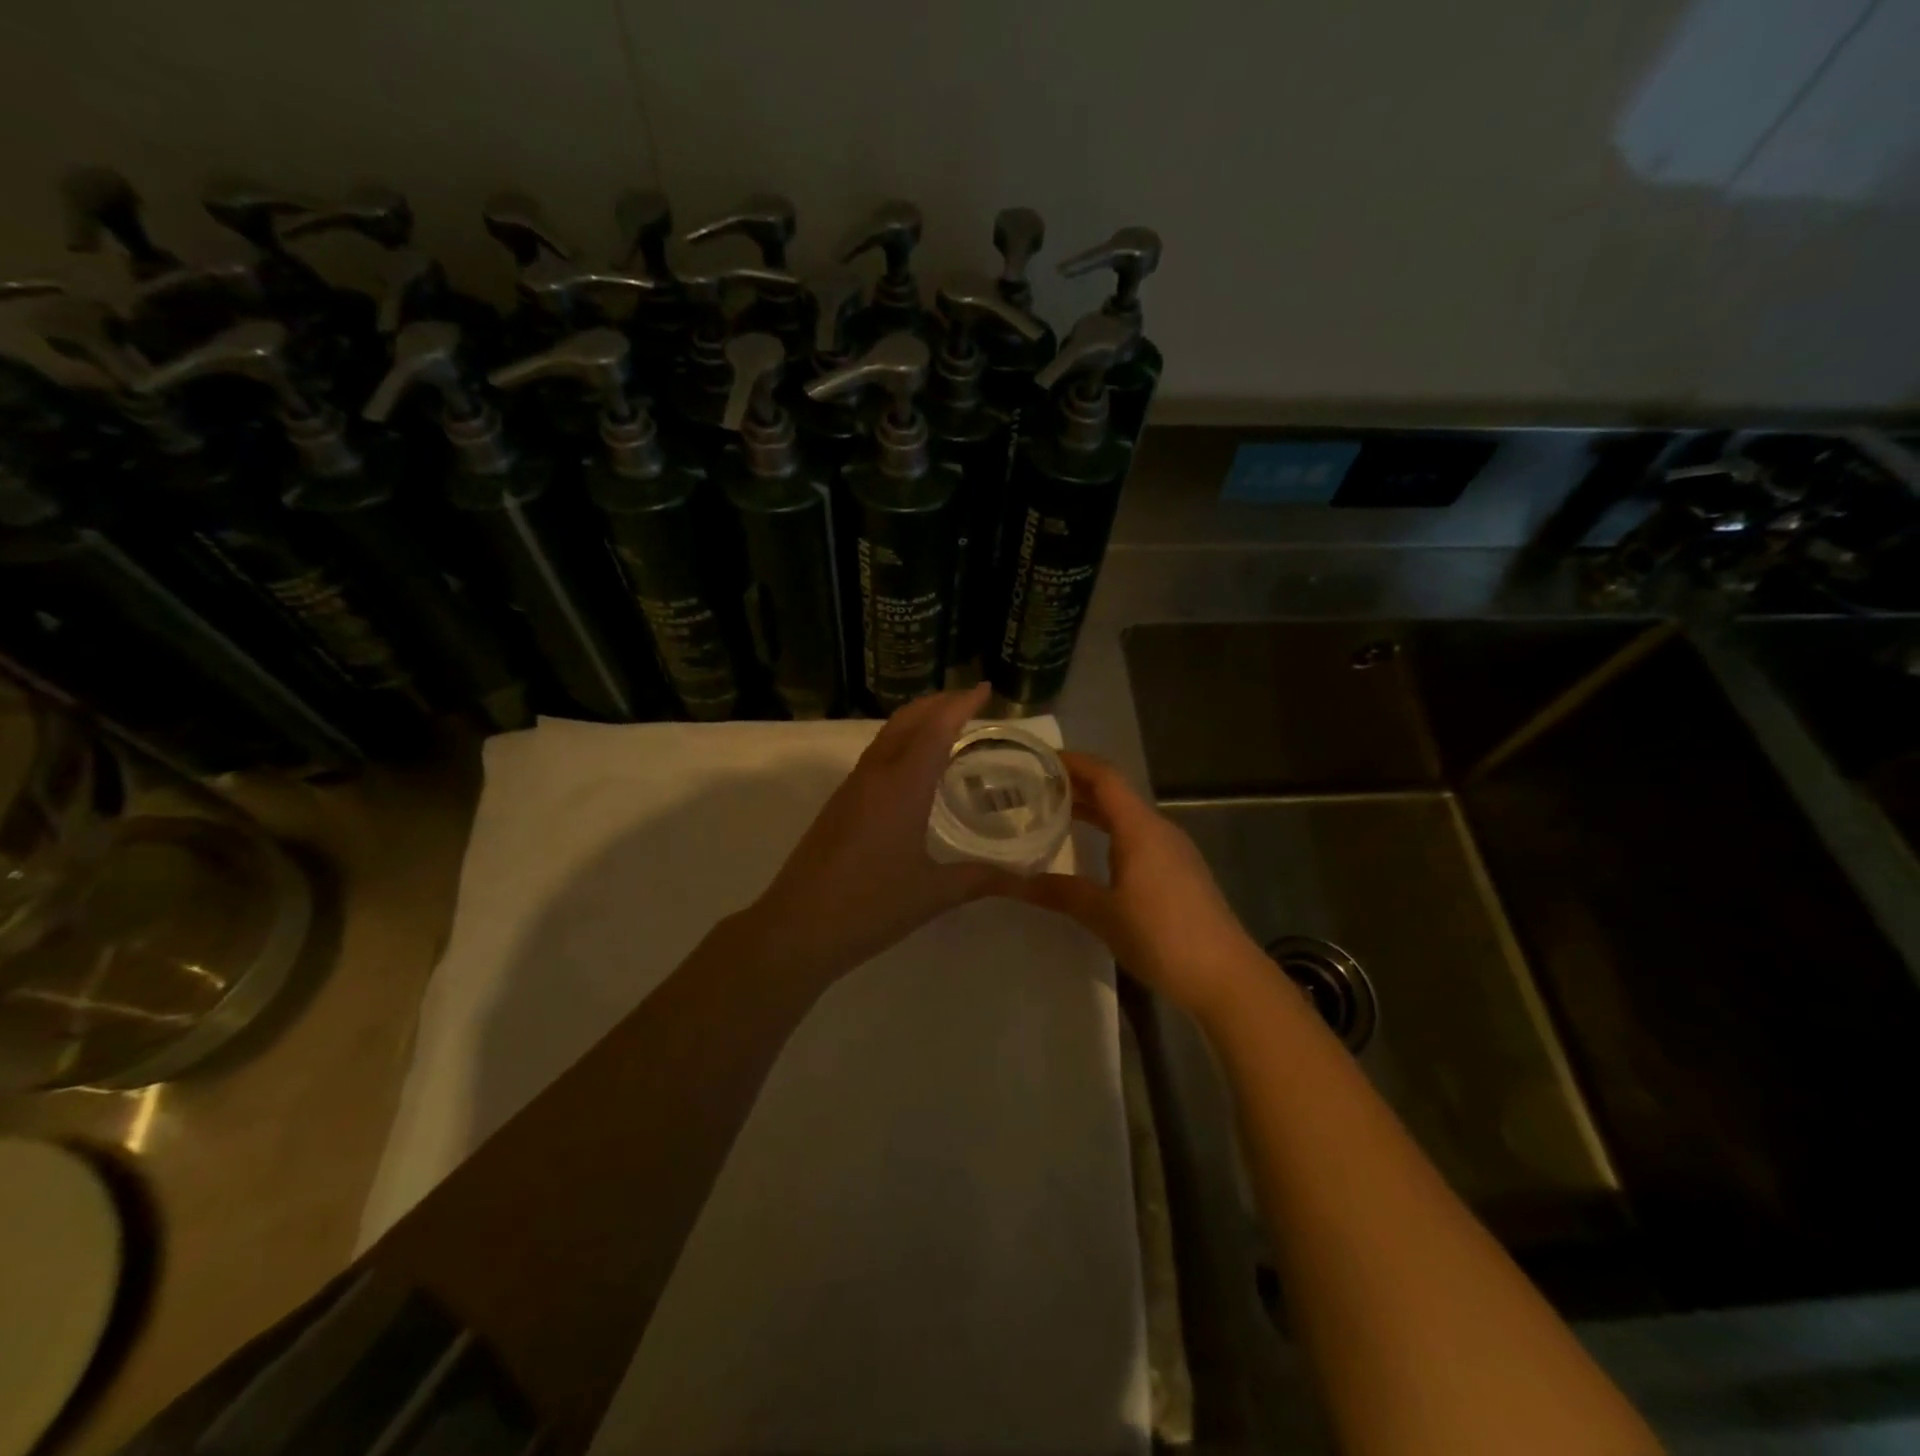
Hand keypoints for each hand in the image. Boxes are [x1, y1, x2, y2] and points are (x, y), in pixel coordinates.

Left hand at [744, 685, 1011, 978]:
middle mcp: (875, 776)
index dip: (961, 704)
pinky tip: (913, 771)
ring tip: (946, 728)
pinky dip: (900, 745)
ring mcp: (852, 789)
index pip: (936, 729)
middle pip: (906, 720)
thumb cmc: (871, 906)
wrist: (798, 927)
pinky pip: (875, 758)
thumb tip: (1023, 878)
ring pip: (886, 736)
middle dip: (937, 703)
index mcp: (902, 786)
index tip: (984, 689)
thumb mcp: (934, 893)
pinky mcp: (838, 805)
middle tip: (969, 701)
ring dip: (916, 722)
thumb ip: (980, 879)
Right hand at [1004, 752, 1264, 1017]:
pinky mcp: (1178, 872)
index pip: (1104, 776)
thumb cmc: (1161, 935)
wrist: (1224, 976)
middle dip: (1076, 786)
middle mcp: (1158, 829)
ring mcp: (1172, 851)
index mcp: (1140, 827)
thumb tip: (1010, 882)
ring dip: (1092, 810)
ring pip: (1126, 816)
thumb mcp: (1102, 914)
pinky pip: (1137, 837)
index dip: (1072, 762)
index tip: (1037, 760)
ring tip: (1052, 814)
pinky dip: (1108, 832)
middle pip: (1114, 793)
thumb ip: (1057, 891)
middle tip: (1033, 788)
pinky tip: (1089, 852)